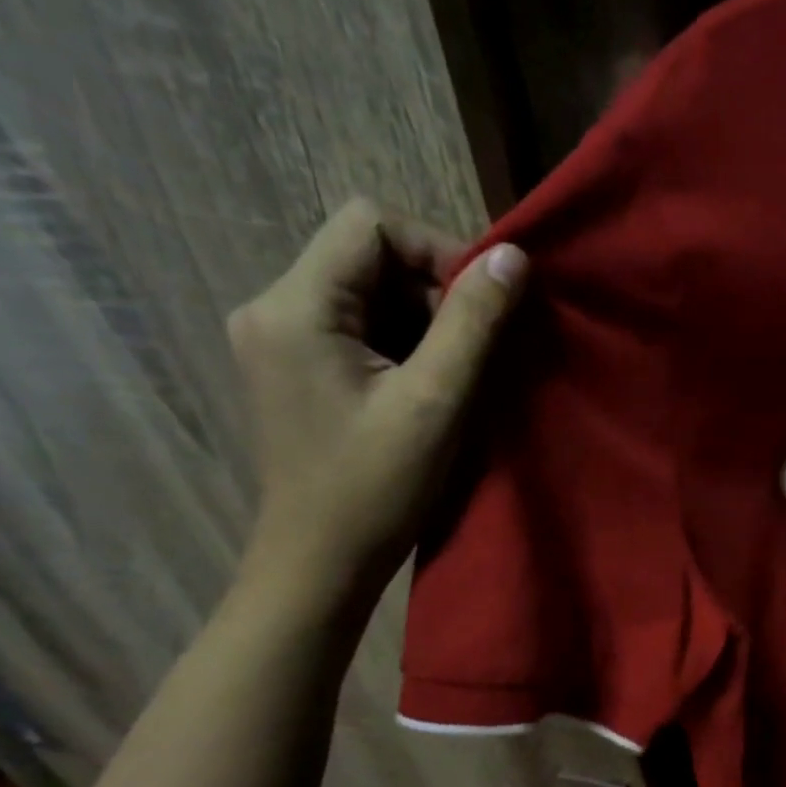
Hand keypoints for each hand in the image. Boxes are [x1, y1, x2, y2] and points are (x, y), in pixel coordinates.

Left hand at [227, 197, 526, 605]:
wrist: (320, 563)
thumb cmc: (376, 487)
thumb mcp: (436, 400)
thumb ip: (474, 322)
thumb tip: (513, 256)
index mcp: (294, 307)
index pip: (370, 223)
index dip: (437, 250)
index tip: (481, 306)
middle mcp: (272, 307)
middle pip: (368, 254)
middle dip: (433, 291)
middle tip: (472, 350)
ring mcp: (279, 337)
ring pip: (368, 289)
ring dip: (423, 319)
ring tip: (451, 375)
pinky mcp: (295, 364)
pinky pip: (358, 323)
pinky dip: (403, 341)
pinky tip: (424, 386)